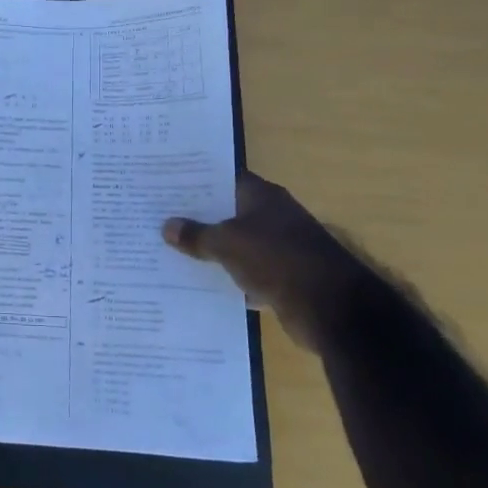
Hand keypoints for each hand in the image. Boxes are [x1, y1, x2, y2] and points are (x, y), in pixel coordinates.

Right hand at [162, 173, 368, 349]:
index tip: (165, 185)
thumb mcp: (227, 244)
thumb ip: (197, 235)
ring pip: (235, 245)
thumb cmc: (276, 259)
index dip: (195, 182)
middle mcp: (272, 216)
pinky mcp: (282, 278)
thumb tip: (167, 226)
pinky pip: (245, 273)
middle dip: (197, 218)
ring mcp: (279, 248)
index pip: (222, 179)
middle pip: (227, 212)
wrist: (330, 307)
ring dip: (210, 251)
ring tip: (170, 252)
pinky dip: (227, 279)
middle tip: (158, 218)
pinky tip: (199, 284)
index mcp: (262, 196)